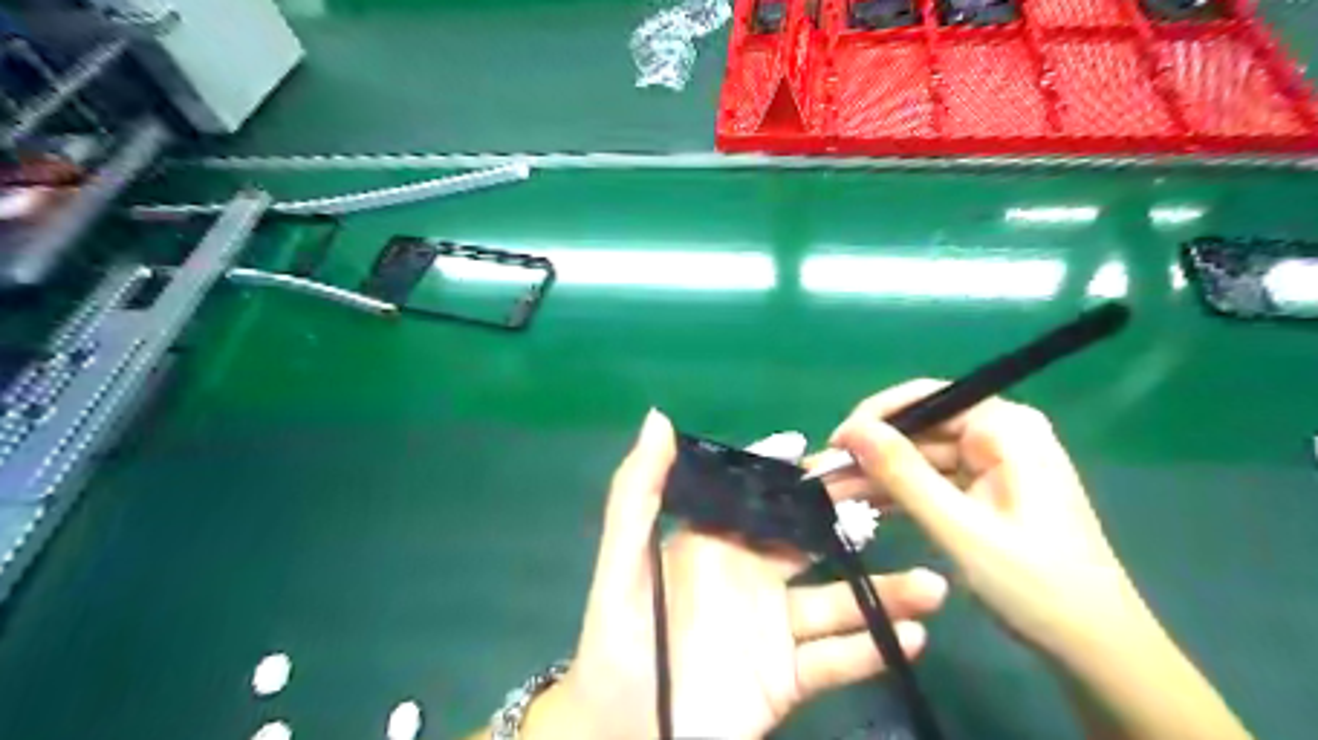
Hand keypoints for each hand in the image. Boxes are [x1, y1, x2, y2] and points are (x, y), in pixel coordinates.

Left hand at [528, 410, 953, 739]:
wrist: (621, 738)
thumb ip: (638, 493)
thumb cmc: (618, 644)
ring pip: (837, 602)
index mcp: (713, 543)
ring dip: (884, 593)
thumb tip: (660, 419)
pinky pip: (837, 661)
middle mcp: (749, 576)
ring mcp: (772, 628)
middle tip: (902, 501)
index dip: (795, 474)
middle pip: (810, 540)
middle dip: (851, 520)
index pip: (762, 497)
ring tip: (931, 585)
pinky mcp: (786, 679)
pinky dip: (872, 650)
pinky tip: (909, 636)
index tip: (840, 450)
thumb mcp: (622, 563)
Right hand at [832, 383, 1252, 739]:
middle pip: (918, 430)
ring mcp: (992, 464)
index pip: (926, 399)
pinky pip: (931, 481)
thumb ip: (903, 474)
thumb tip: (851, 431)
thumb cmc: (1034, 584)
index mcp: (1006, 428)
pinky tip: (860, 507)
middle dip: (869, 454)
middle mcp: (999, 435)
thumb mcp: (959, 527)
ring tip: (828, 494)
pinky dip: (898, 495)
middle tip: (820, 476)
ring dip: (877, 477)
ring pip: (919, 458)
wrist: (1094, 649)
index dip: (875, 417)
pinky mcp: (984, 491)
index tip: (834, 445)